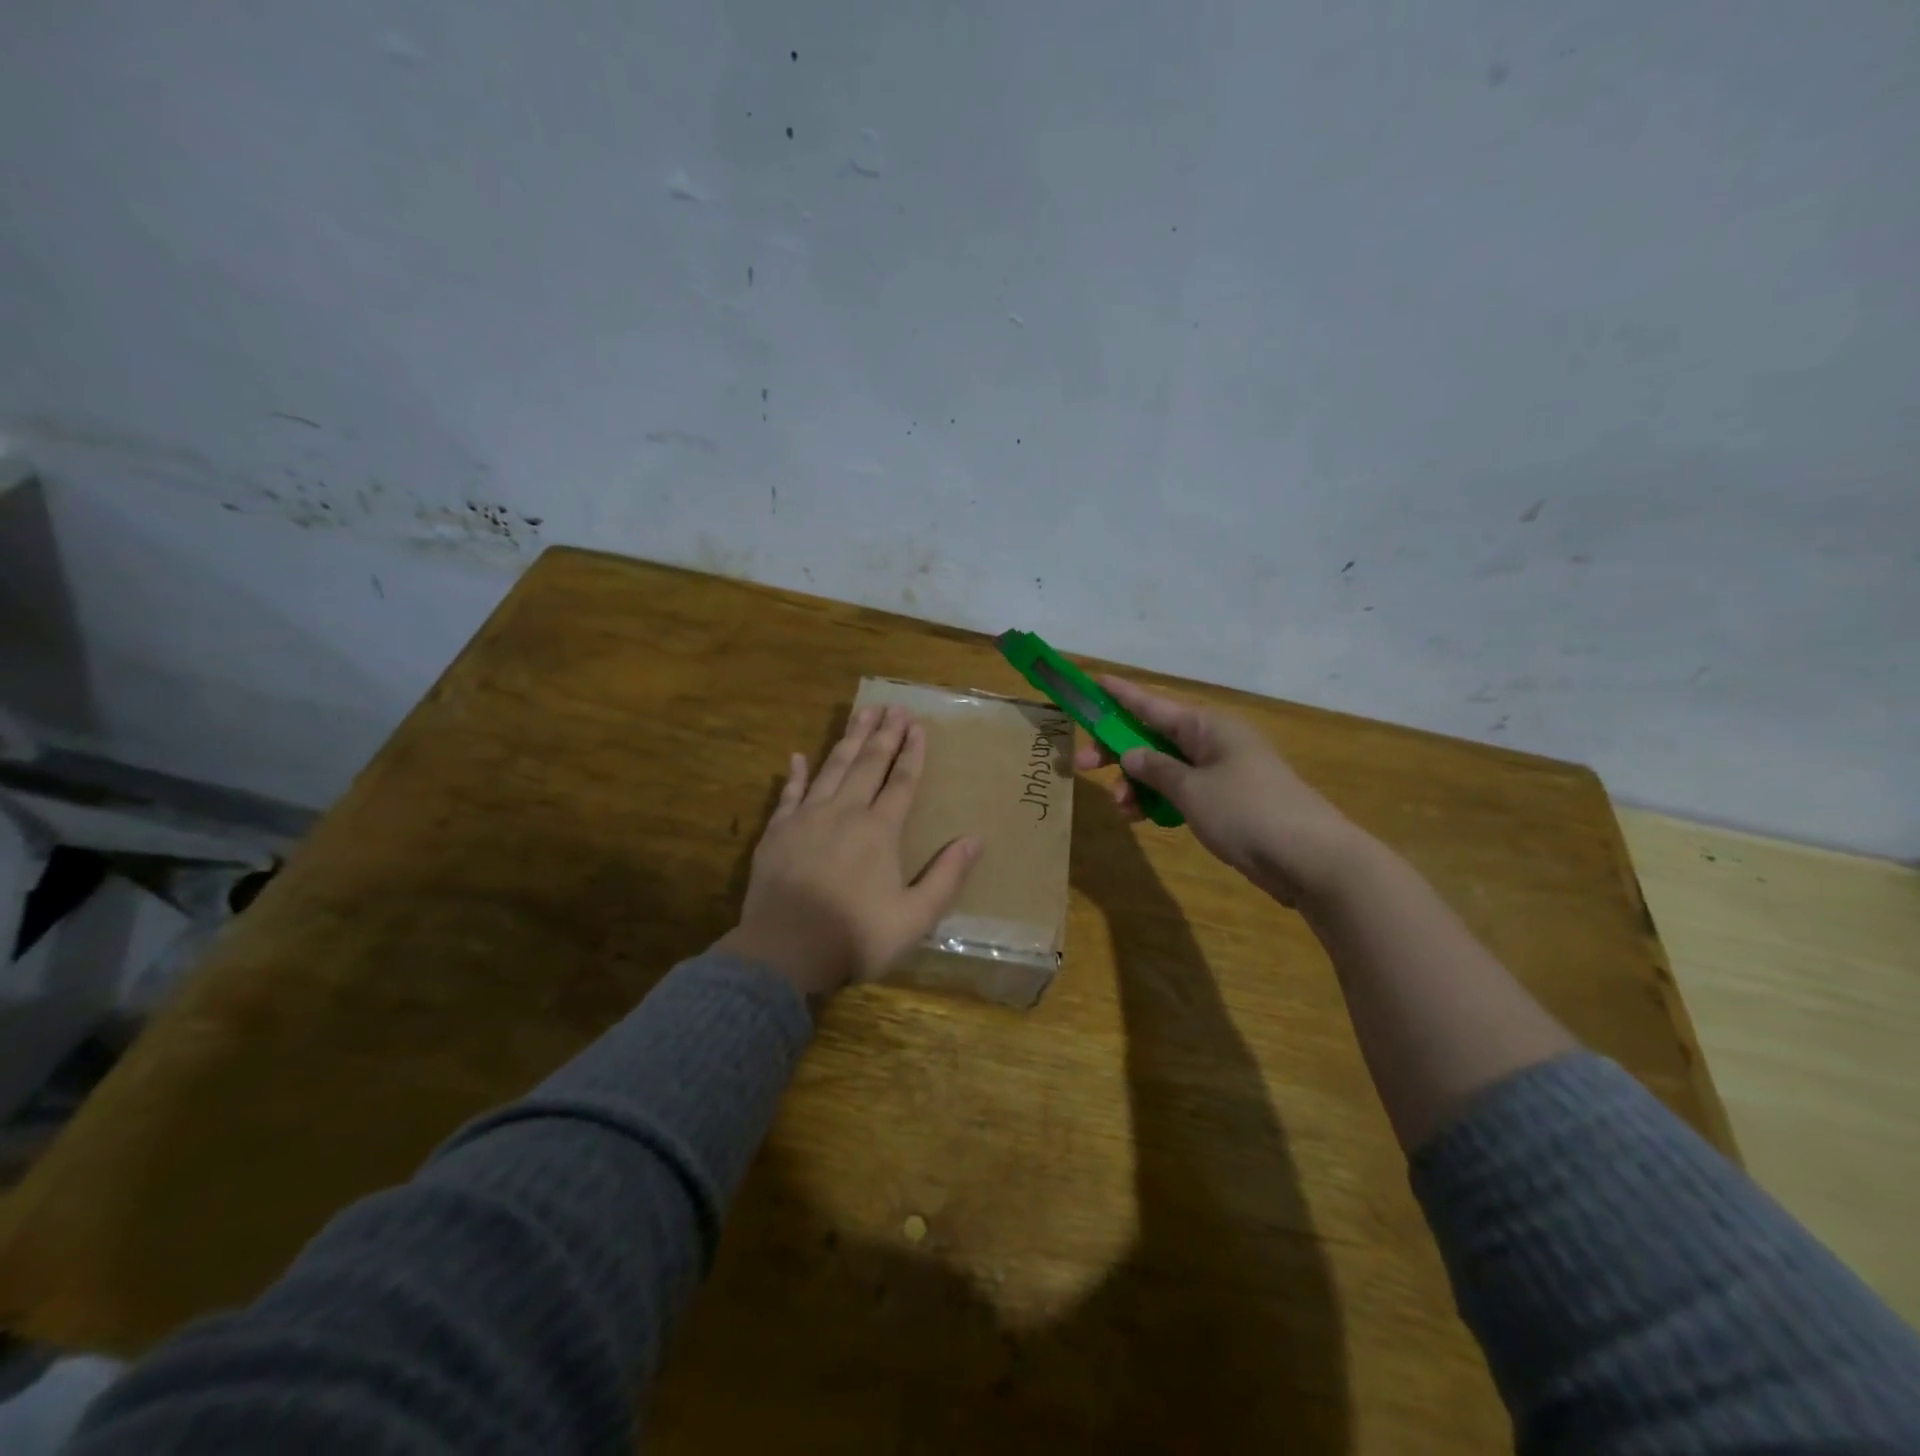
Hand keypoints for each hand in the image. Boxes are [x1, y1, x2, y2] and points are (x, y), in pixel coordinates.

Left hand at [716, 705, 982, 996]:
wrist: (784, 953)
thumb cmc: (855, 937)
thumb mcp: (914, 918)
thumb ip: (946, 877)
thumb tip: (976, 838)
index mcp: (879, 831)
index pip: (902, 782)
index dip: (913, 753)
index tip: (918, 725)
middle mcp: (844, 813)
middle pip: (868, 764)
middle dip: (883, 734)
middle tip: (893, 707)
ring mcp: (806, 818)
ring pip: (832, 768)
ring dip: (848, 739)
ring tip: (862, 713)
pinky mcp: (776, 832)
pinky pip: (788, 794)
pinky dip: (795, 774)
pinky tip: (798, 755)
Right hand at [1073, 677, 1372, 907]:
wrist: (1311, 859)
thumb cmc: (1247, 812)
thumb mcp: (1191, 789)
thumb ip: (1155, 769)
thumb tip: (1130, 753)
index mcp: (1207, 726)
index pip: (1152, 704)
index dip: (1119, 694)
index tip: (1092, 682)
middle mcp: (1213, 742)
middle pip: (1153, 737)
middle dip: (1118, 750)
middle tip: (1082, 765)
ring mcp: (1222, 772)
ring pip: (1165, 768)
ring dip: (1137, 784)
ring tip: (1121, 809)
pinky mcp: (1226, 801)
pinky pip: (1181, 791)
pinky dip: (1160, 801)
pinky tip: (1143, 818)